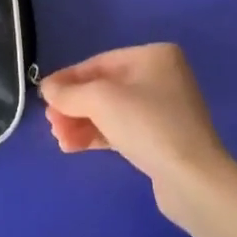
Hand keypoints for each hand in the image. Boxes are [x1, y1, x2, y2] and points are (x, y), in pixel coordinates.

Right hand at [39, 43, 233, 206]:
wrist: (192, 180)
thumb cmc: (147, 125)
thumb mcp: (101, 101)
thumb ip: (70, 93)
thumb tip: (47, 89)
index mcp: (153, 56)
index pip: (101, 63)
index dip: (69, 79)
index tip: (43, 95)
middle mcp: (161, 77)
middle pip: (105, 88)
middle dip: (75, 106)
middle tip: (51, 124)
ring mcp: (163, 109)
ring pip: (112, 111)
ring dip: (82, 123)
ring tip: (60, 140)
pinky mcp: (162, 139)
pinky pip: (122, 129)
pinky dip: (98, 135)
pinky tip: (73, 146)